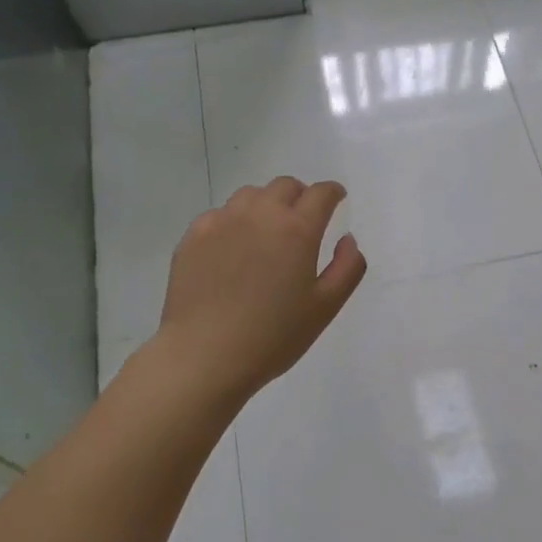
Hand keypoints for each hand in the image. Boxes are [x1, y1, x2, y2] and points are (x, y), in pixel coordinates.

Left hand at [157, 177, 366, 404]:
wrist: (204, 355)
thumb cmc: (273, 336)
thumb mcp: (326, 307)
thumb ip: (348, 268)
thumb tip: (347, 240)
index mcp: (297, 229)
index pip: (321, 193)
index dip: (333, 193)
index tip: (336, 200)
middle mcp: (260, 214)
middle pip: (285, 186)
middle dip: (300, 195)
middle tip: (303, 219)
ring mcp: (222, 222)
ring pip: (250, 195)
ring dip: (266, 204)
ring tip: (267, 232)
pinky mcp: (193, 236)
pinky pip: (220, 214)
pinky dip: (234, 222)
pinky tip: (233, 249)